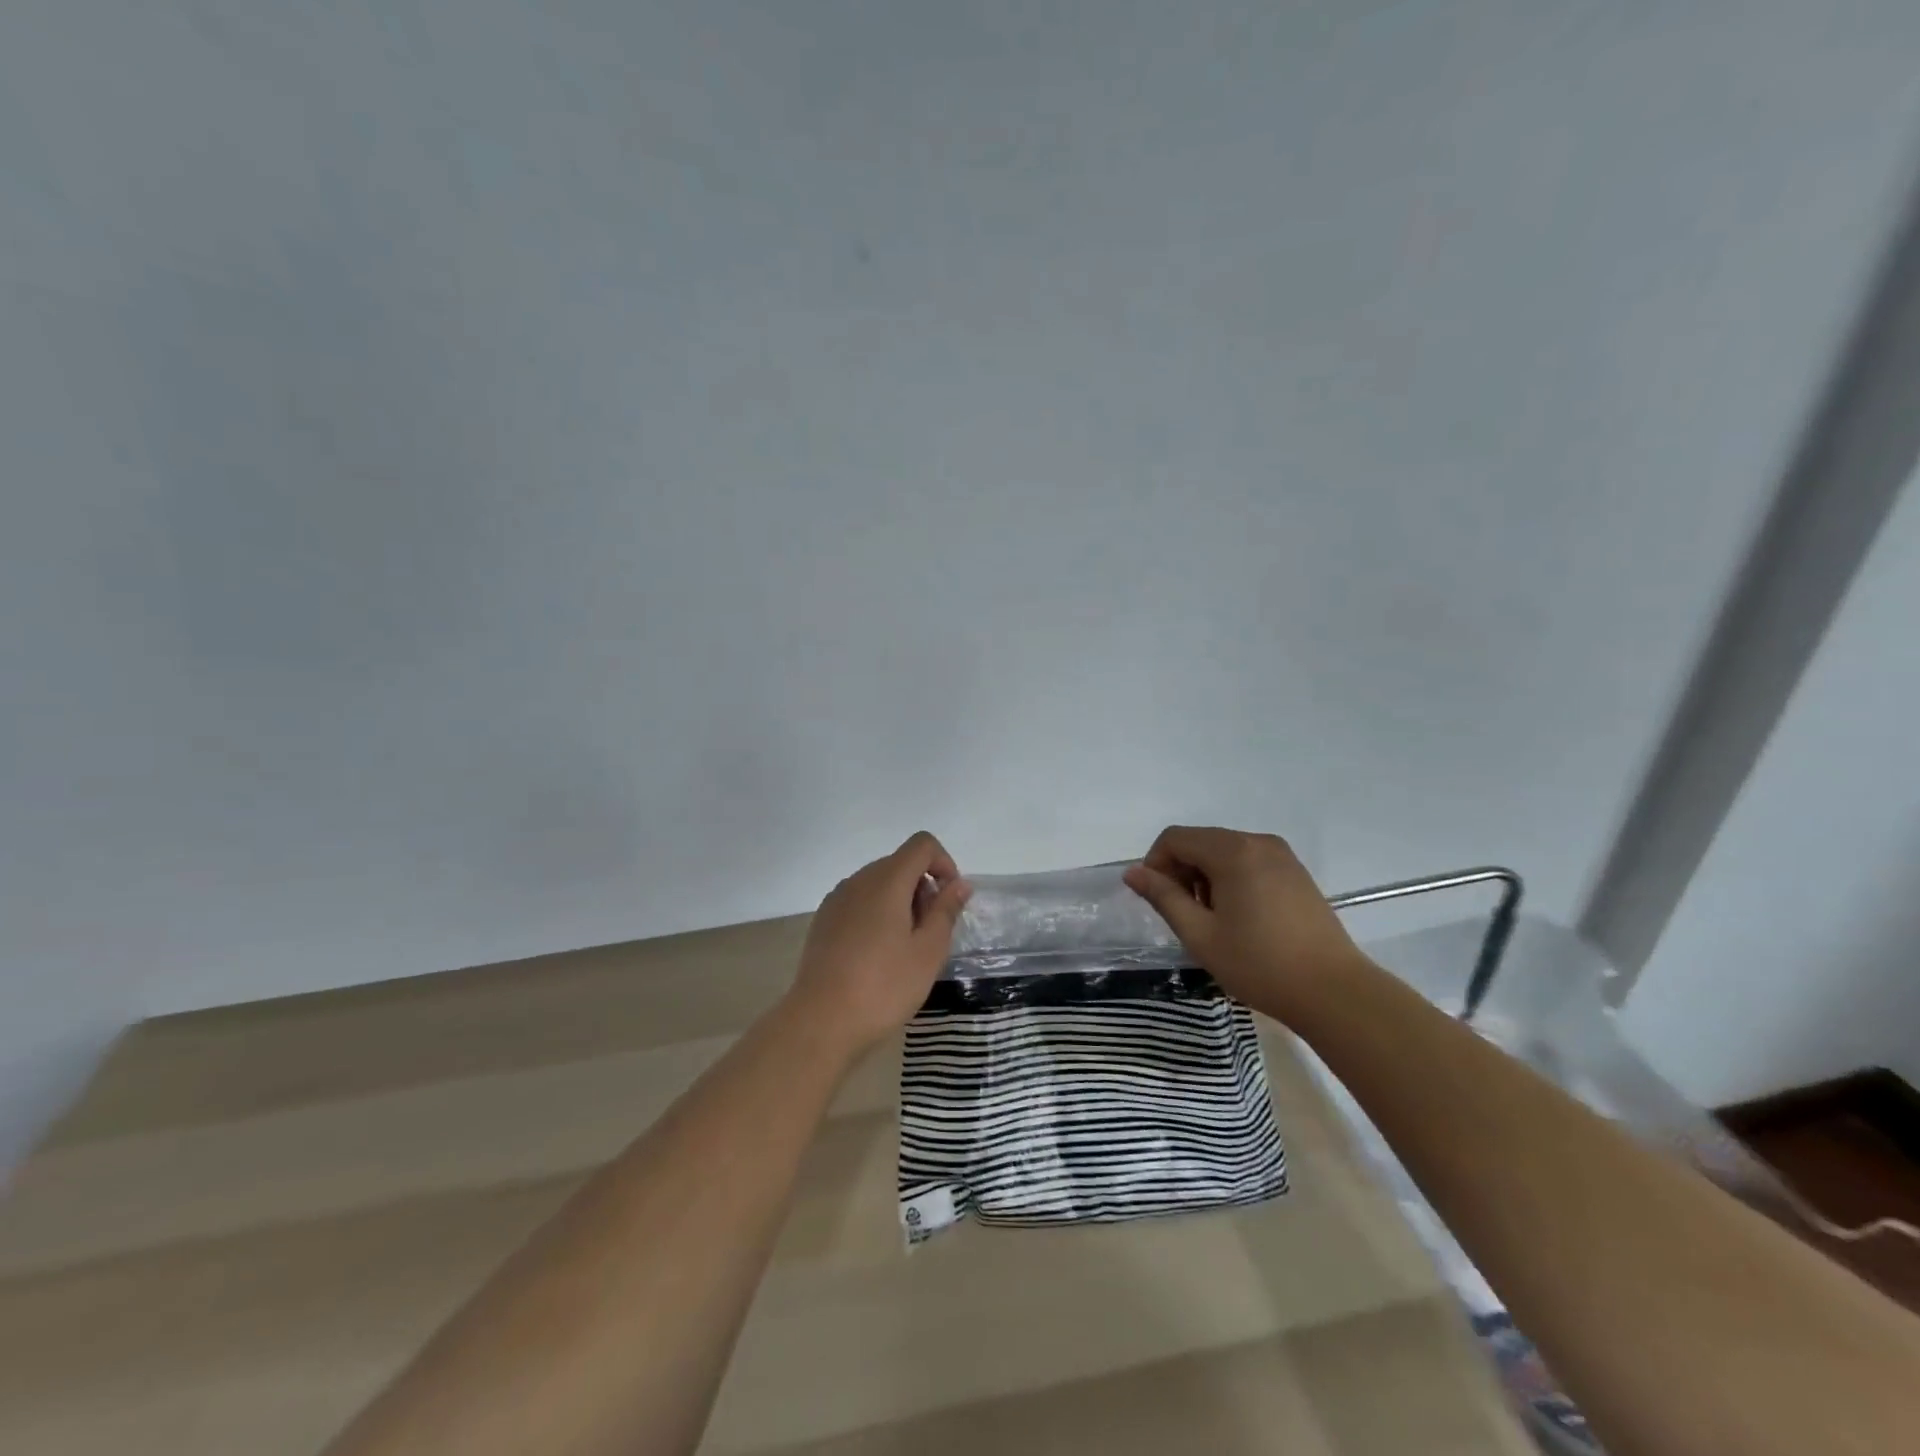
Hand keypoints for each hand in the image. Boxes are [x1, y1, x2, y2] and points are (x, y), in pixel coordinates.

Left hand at [787, 831, 971, 1054]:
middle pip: (900, 863)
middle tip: (930, 933)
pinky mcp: (824, 920)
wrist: (821, 1021)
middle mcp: (859, 880)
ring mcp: (837, 899)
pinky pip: (860, 901)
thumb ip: (946, 910)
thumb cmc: (884, 986)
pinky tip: (878, 954)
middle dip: (923, 888)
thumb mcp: (928, 951)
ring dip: (901, 902)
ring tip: (905, 948)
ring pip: (879, 883)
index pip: (921, 845)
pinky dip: (878, 913)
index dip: (943, 863)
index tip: (948, 901)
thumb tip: (959, 884)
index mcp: (886, 881)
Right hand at [1123, 826, 1367, 1023]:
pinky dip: (1231, 880)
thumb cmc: (1260, 964)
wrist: (1334, 992)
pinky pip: (1249, 862)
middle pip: (1200, 842)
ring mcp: (1282, 856)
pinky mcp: (1296, 873)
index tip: (1157, 901)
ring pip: (1224, 852)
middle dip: (1181, 871)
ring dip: (1205, 877)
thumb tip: (1133, 872)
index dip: (1155, 864)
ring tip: (1213, 921)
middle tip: (1184, 915)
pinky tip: (1240, 918)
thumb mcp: (1200, 934)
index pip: (1175, 838)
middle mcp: (1258, 842)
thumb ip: (1163, 897)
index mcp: (1233, 851)